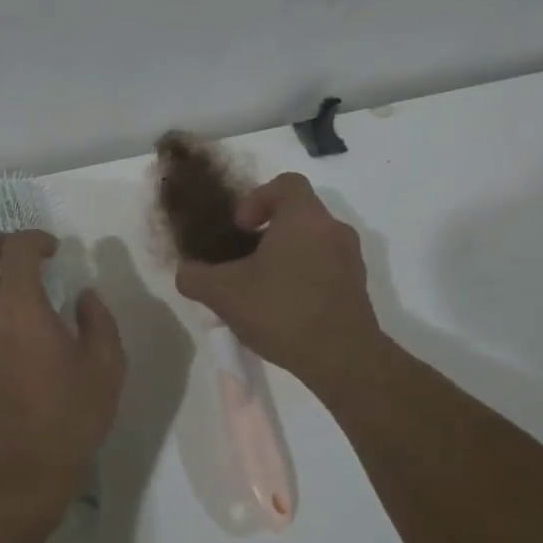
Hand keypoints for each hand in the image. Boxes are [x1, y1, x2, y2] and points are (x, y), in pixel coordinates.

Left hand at [0, 230, 125, 514]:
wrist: (18, 471)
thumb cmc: (69, 417)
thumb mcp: (106, 366)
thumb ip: (98, 319)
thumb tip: (84, 295)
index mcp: (19, 305)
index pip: (16, 247)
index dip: (36, 238)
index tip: (54, 251)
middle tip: (20, 256)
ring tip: (3, 283)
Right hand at [174, 172, 381, 392]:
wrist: (343, 359)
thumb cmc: (282, 310)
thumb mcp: (223, 293)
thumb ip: (195, 277)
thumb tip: (185, 272)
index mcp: (304, 218)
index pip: (286, 183)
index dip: (257, 198)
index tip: (241, 228)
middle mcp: (333, 229)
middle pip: (297, 214)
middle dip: (266, 232)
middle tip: (242, 260)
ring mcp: (351, 259)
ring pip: (312, 242)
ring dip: (285, 256)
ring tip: (260, 288)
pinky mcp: (357, 287)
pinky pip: (325, 267)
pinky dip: (303, 277)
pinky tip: (282, 308)